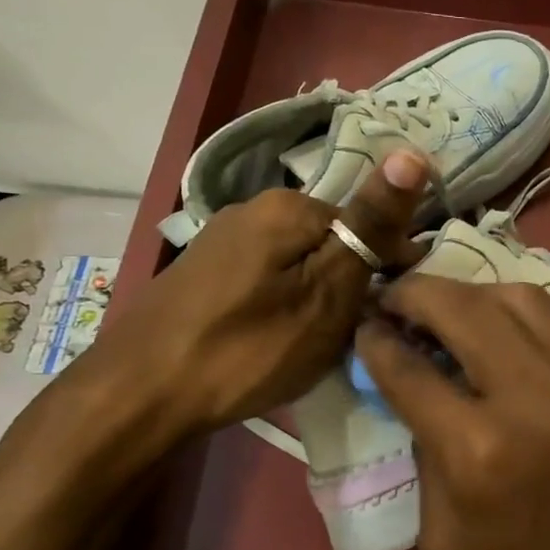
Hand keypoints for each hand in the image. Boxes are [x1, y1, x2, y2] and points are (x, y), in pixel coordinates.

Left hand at [92, 149, 430, 434]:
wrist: (138, 395)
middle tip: (346, 339)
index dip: (389, 273)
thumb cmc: (247, 348)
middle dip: (349, 286)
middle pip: (331, 243)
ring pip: (300, 264)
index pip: (370, 225)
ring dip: (317, 299)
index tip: (387, 318)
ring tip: (310, 345)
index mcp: (289, 206)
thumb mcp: (326, 293)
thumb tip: (412, 153)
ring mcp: (223, 239)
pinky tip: (272, 340)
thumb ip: (370, 227)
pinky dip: (283, 306)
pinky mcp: (204, 271)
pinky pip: (268, 279)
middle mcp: (253, 208)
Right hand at [354, 277, 549, 549]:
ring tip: (441, 308)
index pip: (410, 370)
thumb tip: (416, 402)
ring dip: (468, 294)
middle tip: (392, 299)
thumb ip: (425, 463)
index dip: (375, 343)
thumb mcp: (448, 547)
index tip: (361, 328)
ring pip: (516, 298)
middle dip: (416, 294)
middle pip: (462, 307)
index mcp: (479, 452)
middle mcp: (532, 398)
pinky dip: (511, 314)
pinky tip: (491, 332)